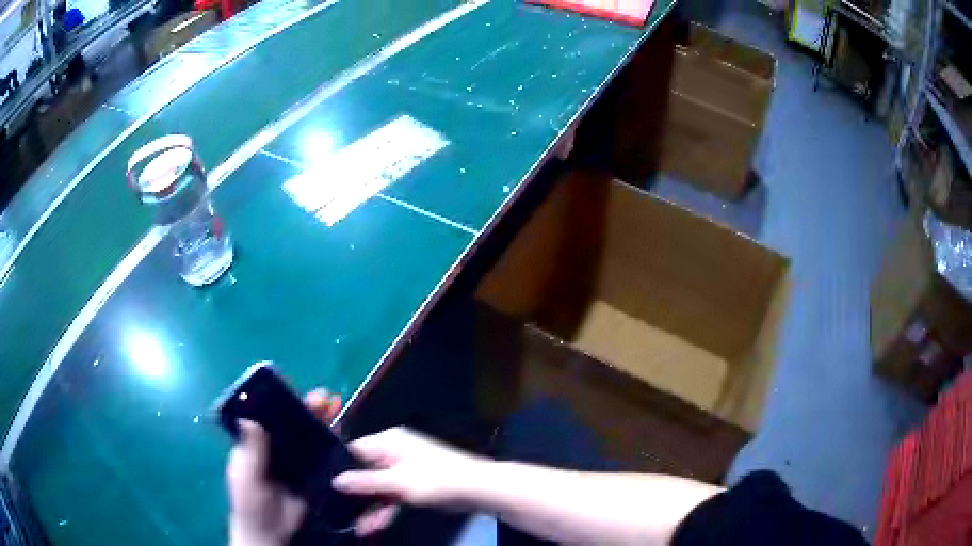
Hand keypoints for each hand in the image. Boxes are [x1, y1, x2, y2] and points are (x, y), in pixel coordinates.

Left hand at [226, 389, 341, 545]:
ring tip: (335, 407)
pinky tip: (343, 434)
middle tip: (323, 398)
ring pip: (310, 436)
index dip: (281, 400)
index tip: (295, 389)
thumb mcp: (245, 475)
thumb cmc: (250, 503)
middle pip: (293, 422)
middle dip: (308, 407)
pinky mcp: (314, 475)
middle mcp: (277, 447)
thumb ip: (249, 449)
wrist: (272, 532)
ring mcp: (297, 461)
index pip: (268, 415)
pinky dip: (333, 443)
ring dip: (323, 421)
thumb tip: (248, 416)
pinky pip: (324, 456)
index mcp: (256, 442)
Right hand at [332, 427, 482, 536]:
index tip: (323, 484)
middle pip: (365, 471)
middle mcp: (393, 452)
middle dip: (353, 492)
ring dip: (368, 506)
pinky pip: (392, 496)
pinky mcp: (414, 486)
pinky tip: (370, 526)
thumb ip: (365, 482)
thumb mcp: (397, 481)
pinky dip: (384, 509)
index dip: (339, 466)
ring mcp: (404, 470)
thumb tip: (335, 480)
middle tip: (334, 508)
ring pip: (378, 487)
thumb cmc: (435, 479)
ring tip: (351, 525)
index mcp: (388, 441)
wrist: (477, 489)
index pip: (354, 450)